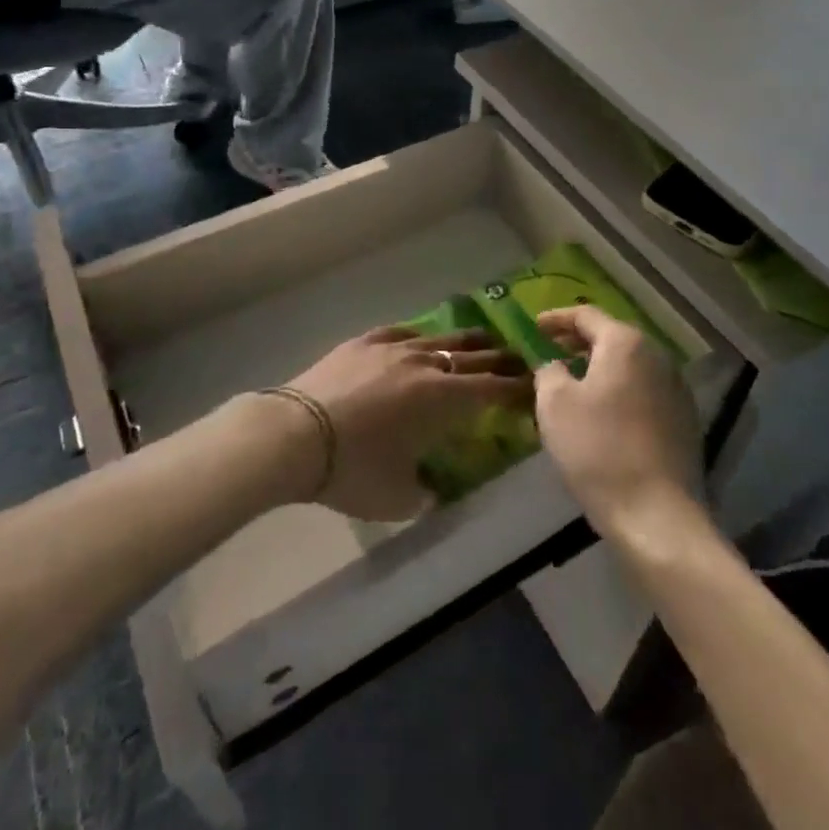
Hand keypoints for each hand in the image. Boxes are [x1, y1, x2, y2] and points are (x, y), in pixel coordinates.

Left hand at [284, 326, 531, 519]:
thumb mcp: (398, 497)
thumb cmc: (352, 470)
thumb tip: (432, 487)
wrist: (294, 434)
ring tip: (481, 338)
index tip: (534, 386)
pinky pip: (399, 332)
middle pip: (472, 357)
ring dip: (464, 342)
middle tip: (519, 358)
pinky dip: (416, 336)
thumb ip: (424, 492)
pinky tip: (418, 338)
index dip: (516, 388)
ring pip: (439, 339)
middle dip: (499, 359)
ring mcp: (392, 348)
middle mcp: (425, 365)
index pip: (492, 389)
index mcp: (442, 399)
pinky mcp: (363, 342)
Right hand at [534, 306, 701, 533]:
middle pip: (612, 337)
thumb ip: (549, 371)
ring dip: (600, 368)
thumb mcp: (554, 404)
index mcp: (626, 344)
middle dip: (578, 342)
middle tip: (550, 352)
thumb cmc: (599, 450)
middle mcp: (657, 356)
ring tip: (573, 383)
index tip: (534, 326)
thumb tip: (555, 365)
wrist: (657, 516)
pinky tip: (602, 413)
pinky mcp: (684, 421)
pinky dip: (619, 390)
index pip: (586, 316)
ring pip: (630, 365)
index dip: (556, 318)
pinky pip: (643, 391)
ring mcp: (676, 389)